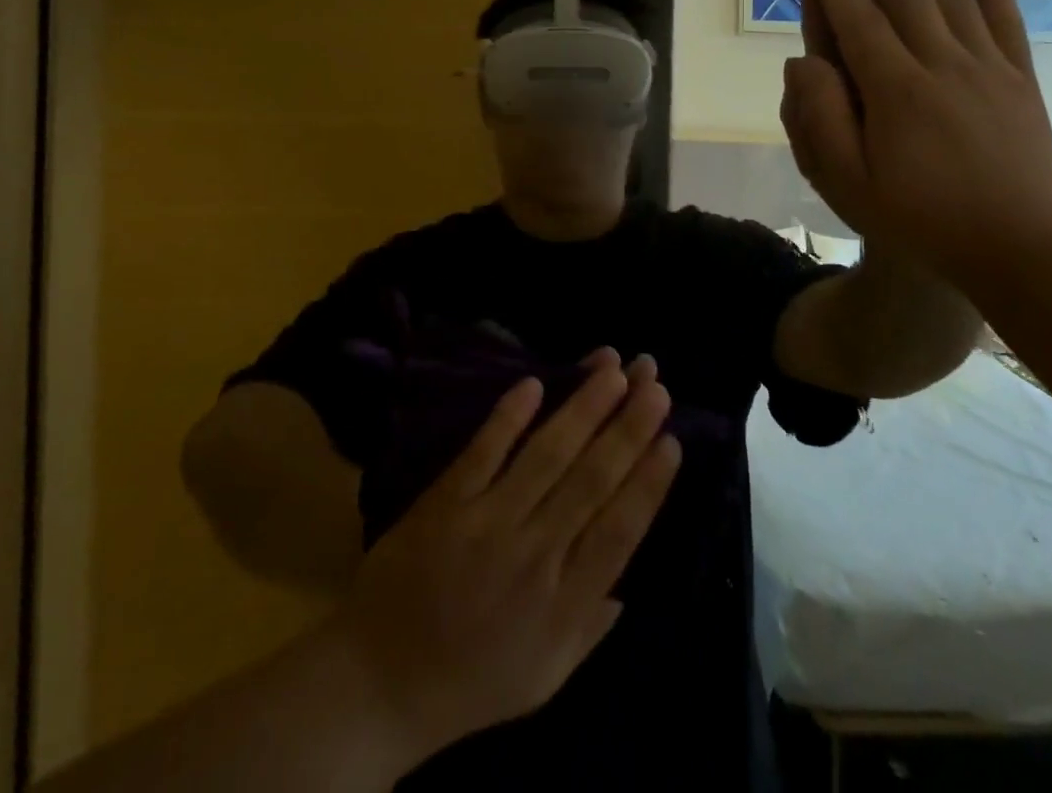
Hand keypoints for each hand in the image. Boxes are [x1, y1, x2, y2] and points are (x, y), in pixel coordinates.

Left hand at [332, 352, 677, 763]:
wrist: (379, 681)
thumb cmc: (469, 683)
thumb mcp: (543, 679)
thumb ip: (588, 628)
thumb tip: (628, 586)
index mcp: (564, 604)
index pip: (620, 531)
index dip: (648, 483)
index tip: (672, 440)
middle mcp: (534, 556)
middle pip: (591, 480)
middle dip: (628, 428)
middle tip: (656, 383)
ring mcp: (487, 523)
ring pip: (546, 455)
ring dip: (583, 408)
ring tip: (613, 369)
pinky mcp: (446, 501)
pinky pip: (483, 451)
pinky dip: (508, 416)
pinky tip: (535, 383)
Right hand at [782, 0, 1051, 286]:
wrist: (1015, 248)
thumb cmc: (916, 218)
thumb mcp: (847, 184)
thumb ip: (820, 121)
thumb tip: (804, 62)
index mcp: (895, 93)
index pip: (858, 23)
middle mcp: (942, 67)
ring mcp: (987, 70)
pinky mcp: (1019, 80)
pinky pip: (1005, 22)